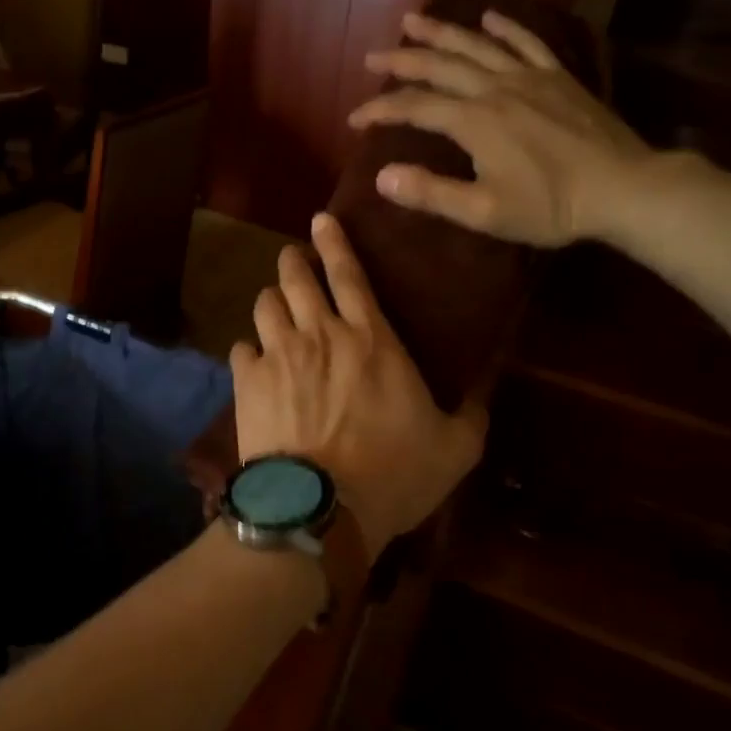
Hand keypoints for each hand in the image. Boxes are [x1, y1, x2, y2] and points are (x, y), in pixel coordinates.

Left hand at [231, 212, 486, 555]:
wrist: (323, 509)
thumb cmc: (394, 475)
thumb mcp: (455, 448)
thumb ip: (473, 412)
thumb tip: (489, 387)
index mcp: (372, 339)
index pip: (349, 274)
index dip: (334, 242)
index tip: (321, 220)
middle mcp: (321, 335)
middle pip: (297, 278)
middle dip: (294, 261)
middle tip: (295, 260)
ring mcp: (279, 356)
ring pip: (265, 305)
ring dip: (272, 301)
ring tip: (276, 308)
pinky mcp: (248, 383)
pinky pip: (241, 348)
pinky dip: (249, 350)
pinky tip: (255, 361)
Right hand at [349, 9, 658, 246]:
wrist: (622, 188)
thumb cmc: (550, 207)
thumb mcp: (484, 212)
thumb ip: (431, 194)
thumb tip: (381, 177)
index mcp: (474, 121)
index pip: (414, 107)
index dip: (380, 110)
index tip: (354, 119)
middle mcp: (495, 88)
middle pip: (439, 65)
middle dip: (401, 60)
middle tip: (371, 56)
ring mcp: (530, 78)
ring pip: (476, 45)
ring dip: (441, 32)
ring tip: (411, 19)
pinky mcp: (558, 78)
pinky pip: (527, 43)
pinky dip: (505, 28)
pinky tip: (489, 18)